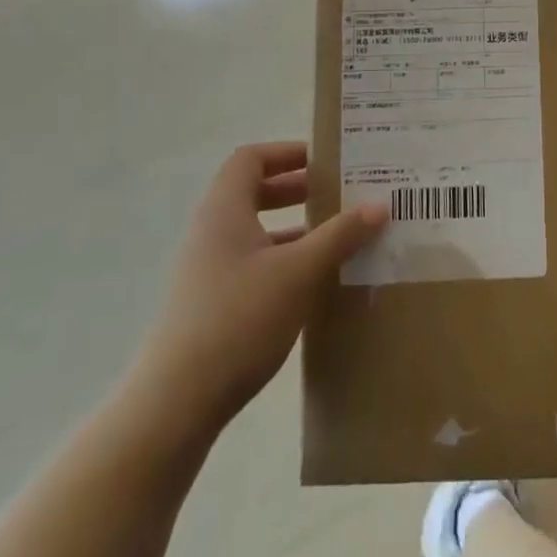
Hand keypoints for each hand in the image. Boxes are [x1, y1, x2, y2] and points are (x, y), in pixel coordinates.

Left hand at [126, 142, 385, 443]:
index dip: (287, 152)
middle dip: (298, 189)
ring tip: (338, 238)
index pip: (250, 159)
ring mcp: (209, 271)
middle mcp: (212, 233)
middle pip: (253, 192)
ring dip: (295, 228)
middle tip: (339, 195)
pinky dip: (285, 262)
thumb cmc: (239, 319)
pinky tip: (315, 283)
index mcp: (225, 211)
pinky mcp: (212, 305)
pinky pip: (254, 265)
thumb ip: (341, 235)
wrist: (177, 404)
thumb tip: (380, 205)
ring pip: (256, 232)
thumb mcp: (300, 272)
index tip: (325, 162)